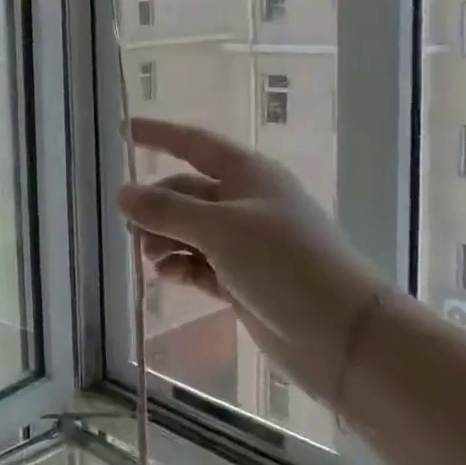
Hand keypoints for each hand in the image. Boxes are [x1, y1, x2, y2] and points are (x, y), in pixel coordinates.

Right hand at [118, 118, 388, 399]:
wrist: (342, 335)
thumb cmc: (285, 264)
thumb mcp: (221, 230)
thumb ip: (167, 211)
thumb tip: (122, 193)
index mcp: (249, 176)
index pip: (195, 144)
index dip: (160, 135)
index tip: (124, 129)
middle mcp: (246, 204)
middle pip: (187, 192)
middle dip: (156, 205)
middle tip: (130, 227)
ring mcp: (246, 244)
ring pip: (190, 230)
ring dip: (164, 238)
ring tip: (150, 257)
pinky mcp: (244, 280)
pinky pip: (200, 264)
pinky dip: (180, 266)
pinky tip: (167, 275)